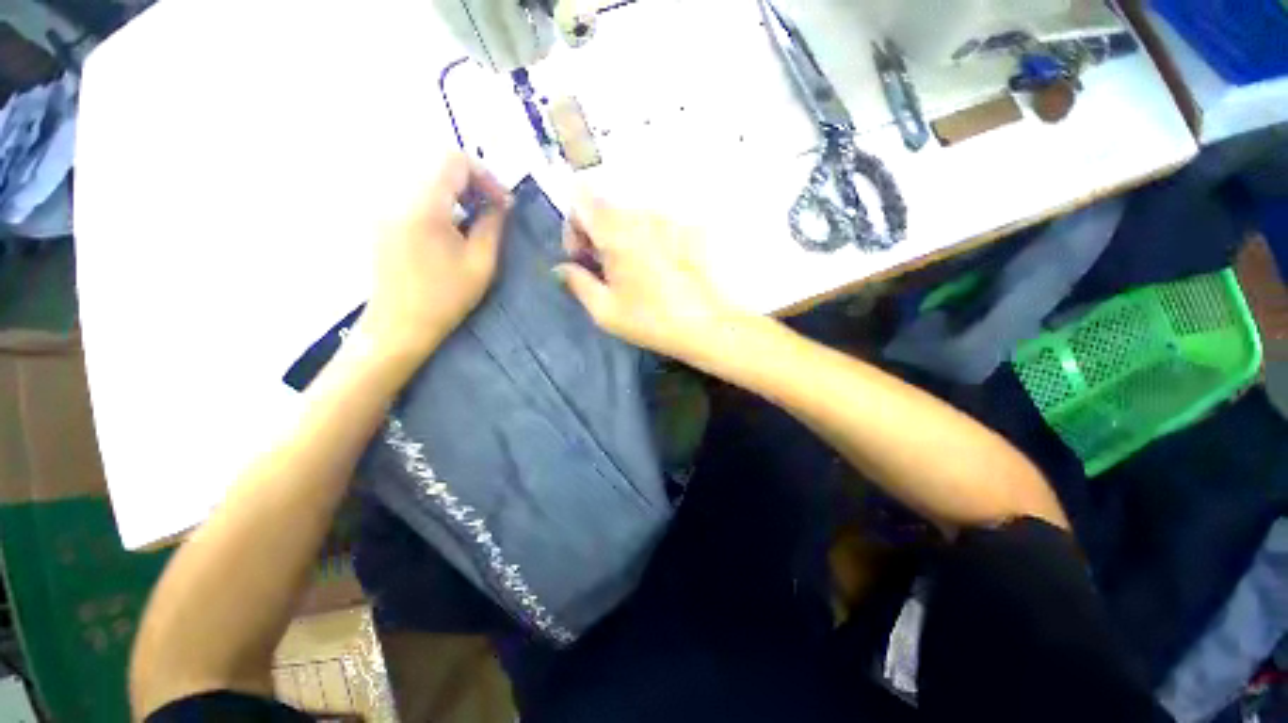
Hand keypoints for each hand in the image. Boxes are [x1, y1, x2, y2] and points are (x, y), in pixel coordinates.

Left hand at [359, 153, 508, 367]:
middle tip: (493, 210)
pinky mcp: (383, 217)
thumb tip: (501, 204)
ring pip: (426, 176)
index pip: (454, 160)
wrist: (399, 325)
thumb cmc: (445, 298)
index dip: (485, 175)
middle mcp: (397, 195)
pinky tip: (453, 226)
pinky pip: (414, 191)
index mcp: (423, 206)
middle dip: (472, 181)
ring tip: (476, 219)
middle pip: (437, 163)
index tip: (502, 204)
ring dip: (457, 190)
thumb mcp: (480, 264)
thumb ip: (492, 226)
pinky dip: (440, 199)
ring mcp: (385, 205)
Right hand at [555, 195, 738, 362]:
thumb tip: (560, 269)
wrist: (706, 325)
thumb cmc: (652, 320)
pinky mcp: (687, 228)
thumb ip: (577, 283)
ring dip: (620, 236)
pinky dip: (644, 239)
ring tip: (630, 272)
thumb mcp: (605, 310)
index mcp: (616, 229)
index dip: (573, 226)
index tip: (582, 257)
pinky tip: (654, 268)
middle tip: (604, 269)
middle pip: (606, 205)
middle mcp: (642, 213)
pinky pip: (654, 224)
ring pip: (630, 214)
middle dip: (596, 232)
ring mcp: (668, 218)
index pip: (579, 198)